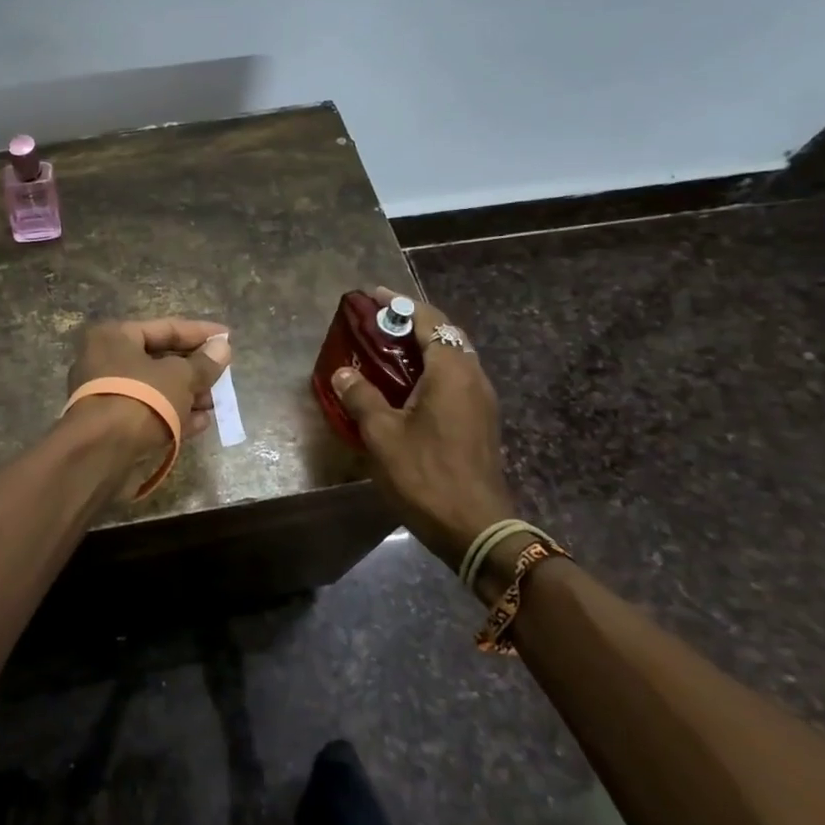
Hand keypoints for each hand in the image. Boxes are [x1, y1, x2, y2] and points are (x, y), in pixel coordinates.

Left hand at [67, 317, 232, 453]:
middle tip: (224, 375)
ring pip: (155, 389)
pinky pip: (148, 412)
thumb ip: (203, 364)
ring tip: (217, 403)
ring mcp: (107, 394)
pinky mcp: (111, 425)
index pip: (165, 328)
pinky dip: (174, 415)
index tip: (228, 337)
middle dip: (194, 369)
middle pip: (159, 359)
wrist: (101, 453)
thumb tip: (222, 347)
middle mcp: (105, 360)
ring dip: (188, 395)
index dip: (200, 333)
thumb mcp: (179, 377)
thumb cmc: (140, 398)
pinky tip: (202, 423)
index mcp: (115, 336)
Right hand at [330, 286, 514, 571]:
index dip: (401, 305)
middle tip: (377, 322)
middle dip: (412, 322)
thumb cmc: (426, 475)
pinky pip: (454, 379)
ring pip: (452, 357)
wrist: (477, 529)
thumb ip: (361, 396)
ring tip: (386, 349)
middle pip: (445, 334)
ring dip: (422, 346)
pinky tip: (405, 385)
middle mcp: (473, 377)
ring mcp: (481, 400)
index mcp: (451, 371)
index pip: (429, 320)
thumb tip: (343, 372)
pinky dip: (430, 369)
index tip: (373, 296)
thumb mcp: (382, 434)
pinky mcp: (480, 421)